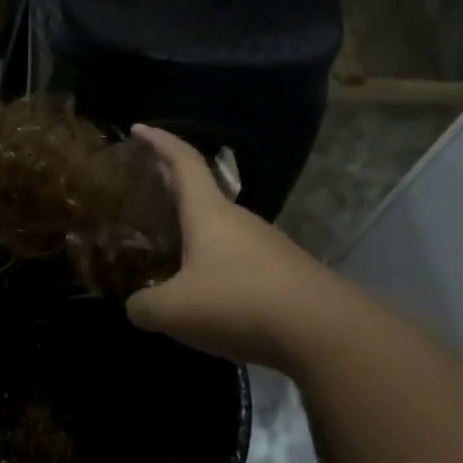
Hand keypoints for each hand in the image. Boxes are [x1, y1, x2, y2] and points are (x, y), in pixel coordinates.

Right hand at [124, 125, 343, 369]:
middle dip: (172, 193)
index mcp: (209, 213)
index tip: (138, 129)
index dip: (159, 141)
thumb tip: (136, 306)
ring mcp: (267, 246)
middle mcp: (239, 220)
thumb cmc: (238, 303)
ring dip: (194, 238)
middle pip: (202, 196)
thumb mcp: (172, 311)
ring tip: (168, 258)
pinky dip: (215, 270)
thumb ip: (142, 305)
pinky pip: (239, 263)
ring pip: (221, 233)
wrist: (326, 333)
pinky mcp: (285, 275)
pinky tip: (206, 298)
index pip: (183, 161)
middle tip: (144, 202)